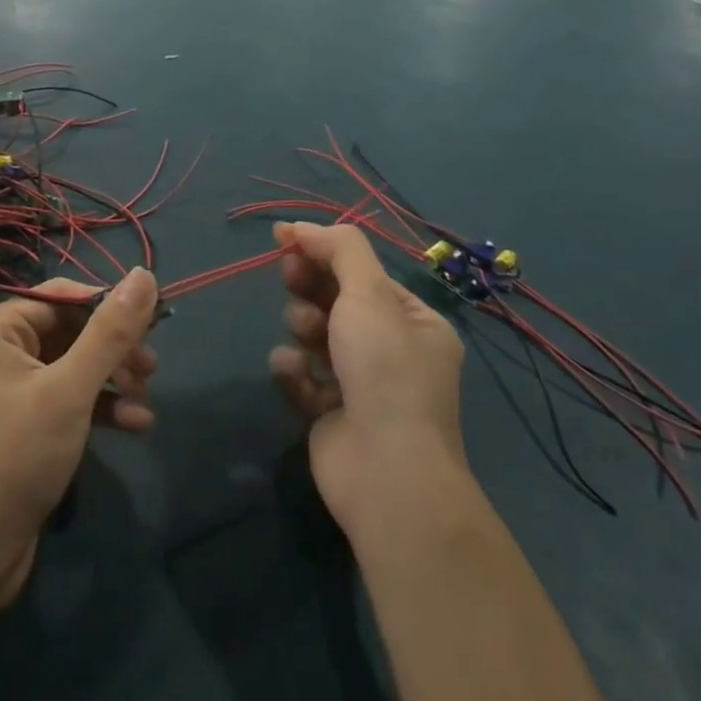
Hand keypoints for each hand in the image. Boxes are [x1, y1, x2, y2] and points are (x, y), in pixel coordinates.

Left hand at [0, 269, 159, 599]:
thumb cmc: (18, 457)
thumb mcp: (71, 390)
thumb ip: (110, 332)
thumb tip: (144, 274)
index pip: (63, 296)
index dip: (108, 305)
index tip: (153, 323)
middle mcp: (1, 349)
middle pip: (71, 331)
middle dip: (114, 350)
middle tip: (151, 369)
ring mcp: (12, 388)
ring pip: (75, 366)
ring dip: (113, 380)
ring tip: (147, 399)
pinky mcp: (25, 423)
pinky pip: (68, 398)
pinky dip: (100, 407)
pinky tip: (136, 425)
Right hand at [268, 223, 469, 540]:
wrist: (386, 474)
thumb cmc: (385, 371)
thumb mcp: (369, 293)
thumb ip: (338, 249)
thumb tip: (300, 227)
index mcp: (415, 323)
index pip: (362, 274)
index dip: (323, 252)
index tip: (285, 239)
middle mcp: (392, 352)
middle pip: (335, 300)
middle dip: (309, 287)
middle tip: (289, 276)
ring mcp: (361, 386)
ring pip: (314, 335)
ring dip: (302, 327)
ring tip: (304, 337)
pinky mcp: (330, 414)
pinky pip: (302, 375)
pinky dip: (294, 369)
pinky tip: (294, 372)